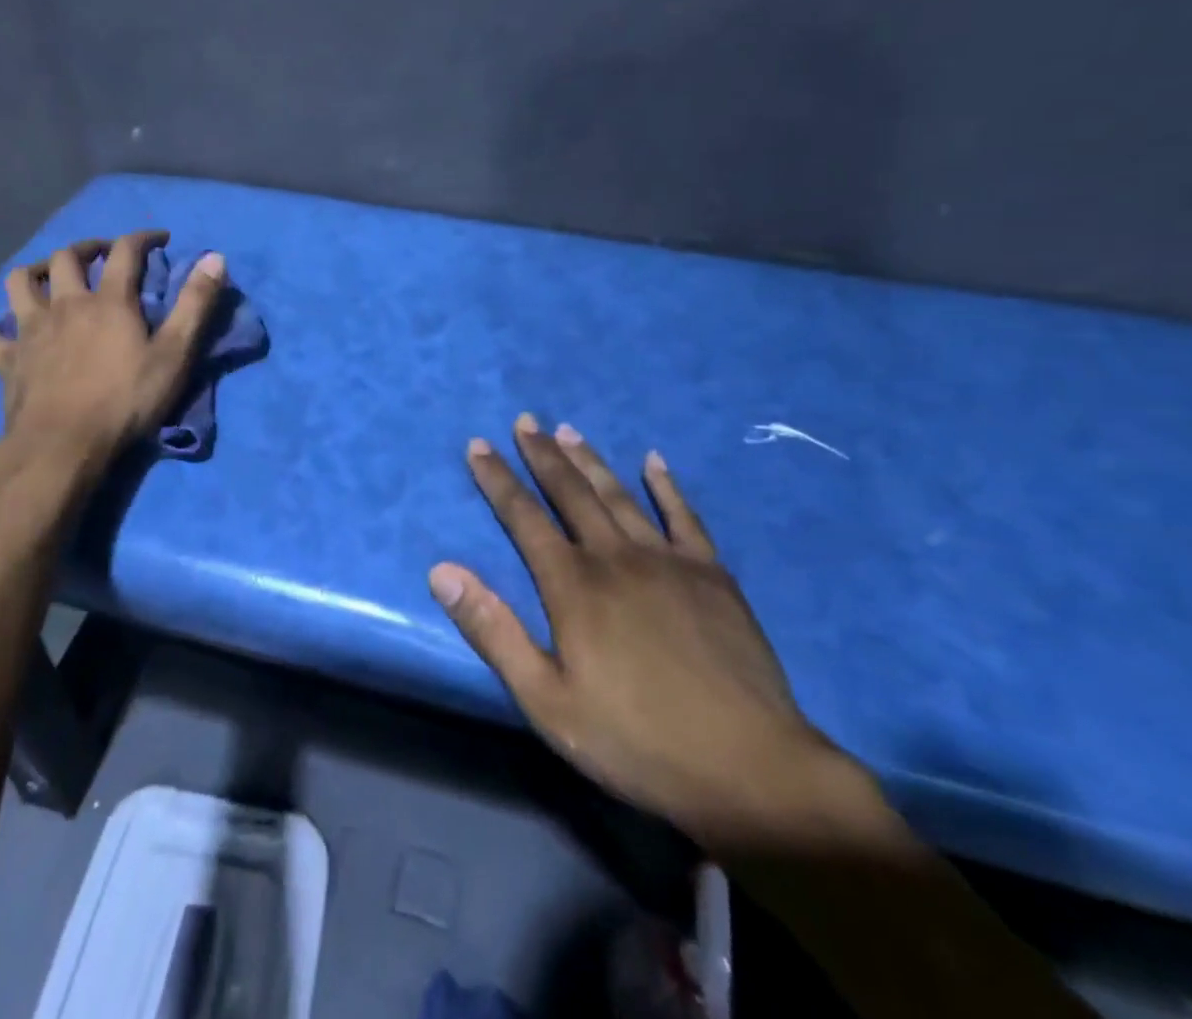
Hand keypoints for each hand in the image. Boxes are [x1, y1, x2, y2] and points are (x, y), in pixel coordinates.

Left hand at [0, 229, 225, 464]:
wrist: (64, 445)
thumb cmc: (125, 401)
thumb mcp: (175, 355)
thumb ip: (195, 305)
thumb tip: (215, 257)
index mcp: (108, 301)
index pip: (126, 252)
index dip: (143, 238)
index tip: (159, 238)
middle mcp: (66, 304)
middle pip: (69, 258)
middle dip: (88, 247)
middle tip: (103, 254)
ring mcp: (29, 329)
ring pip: (21, 282)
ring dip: (36, 269)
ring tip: (49, 272)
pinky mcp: (5, 358)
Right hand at [430, 415, 841, 845]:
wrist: (750, 770)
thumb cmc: (636, 741)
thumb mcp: (547, 700)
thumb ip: (493, 631)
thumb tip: (441, 571)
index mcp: (573, 585)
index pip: (524, 517)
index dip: (497, 479)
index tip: (478, 445)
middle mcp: (616, 557)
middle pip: (571, 493)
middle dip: (543, 455)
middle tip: (525, 420)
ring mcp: (668, 561)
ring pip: (619, 496)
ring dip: (590, 461)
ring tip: (568, 430)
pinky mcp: (712, 575)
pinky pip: (684, 516)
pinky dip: (667, 486)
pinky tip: (654, 461)